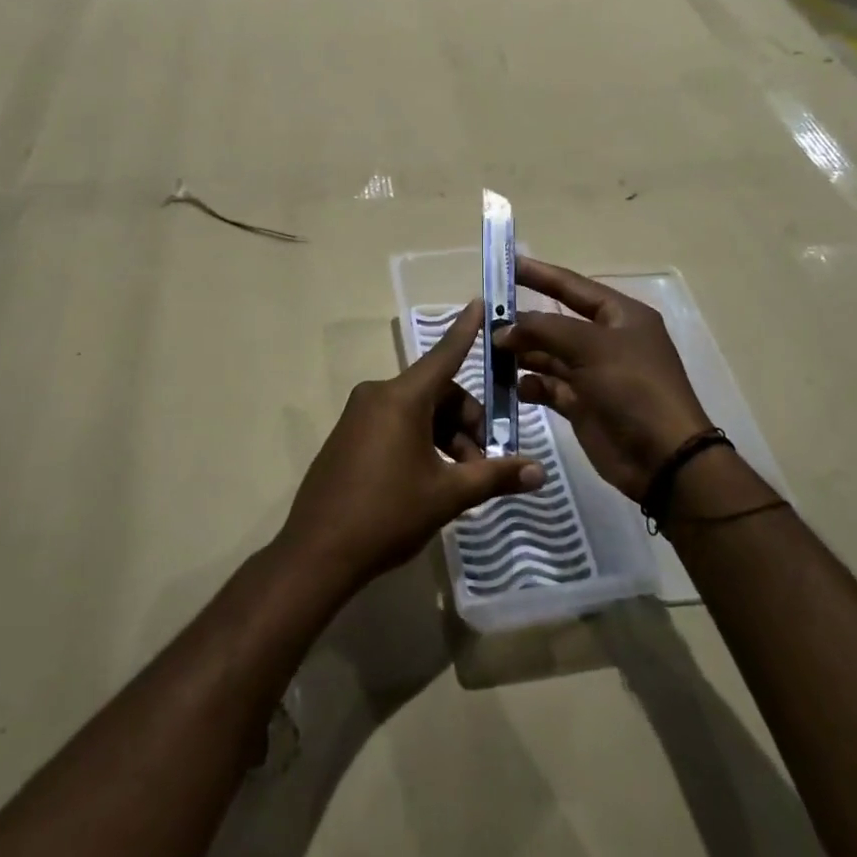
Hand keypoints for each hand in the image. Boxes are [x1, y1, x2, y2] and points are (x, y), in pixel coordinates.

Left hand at [279, 300, 544, 592]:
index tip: (479, 303)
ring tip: (462, 480)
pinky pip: (395, 425)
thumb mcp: (448, 494)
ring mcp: (358, 416)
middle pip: (437, 393)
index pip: (444, 354)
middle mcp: (378, 395)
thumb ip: (494, 476)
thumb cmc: (387, 514)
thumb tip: (539, 472)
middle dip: (467, 423)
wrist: (317, 553)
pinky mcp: (348, 437)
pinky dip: (421, 442)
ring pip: (417, 412)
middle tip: (484, 464)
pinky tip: (432, 479)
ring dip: (446, 438)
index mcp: (402, 398)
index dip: (466, 330)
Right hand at [494, 258, 716, 501]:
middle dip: (523, 322)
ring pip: (548, 355)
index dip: (539, 275)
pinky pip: (549, 387)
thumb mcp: (591, 347)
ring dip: (521, 354)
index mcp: (620, 316)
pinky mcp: (583, 405)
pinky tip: (514, 387)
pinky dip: (530, 385)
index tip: (504, 265)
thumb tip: (503, 329)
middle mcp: (606, 341)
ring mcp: (594, 374)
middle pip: (555, 323)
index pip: (572, 286)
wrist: (663, 458)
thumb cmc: (633, 388)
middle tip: (484, 320)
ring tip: (491, 353)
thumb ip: (544, 331)